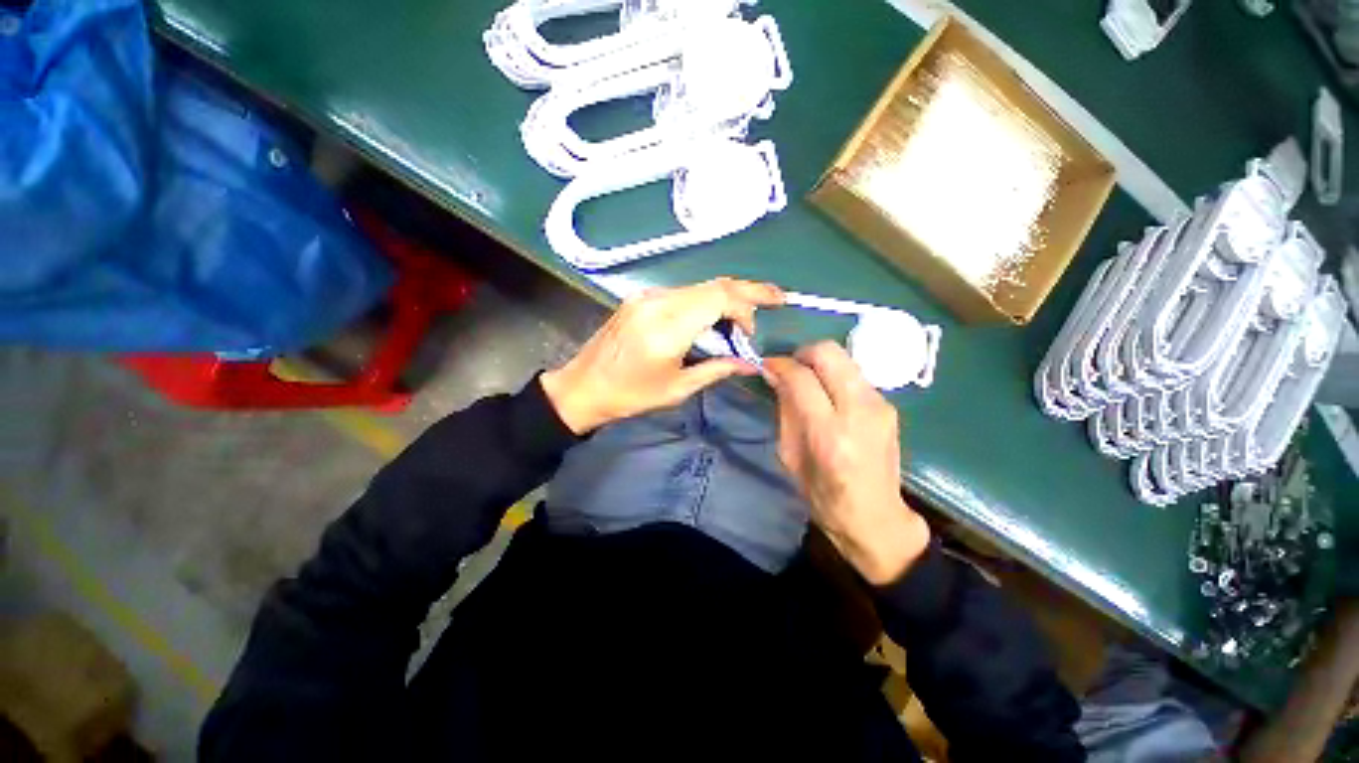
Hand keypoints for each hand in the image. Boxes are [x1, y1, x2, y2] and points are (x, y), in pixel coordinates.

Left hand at [542, 278, 784, 434]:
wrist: (583, 387)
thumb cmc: (630, 395)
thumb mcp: (678, 389)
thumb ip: (717, 370)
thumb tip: (750, 363)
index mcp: (667, 328)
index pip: (719, 297)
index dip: (747, 306)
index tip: (753, 331)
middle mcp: (658, 302)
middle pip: (714, 285)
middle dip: (746, 293)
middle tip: (772, 302)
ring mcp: (646, 296)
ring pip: (700, 286)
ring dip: (725, 299)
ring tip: (740, 322)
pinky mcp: (640, 298)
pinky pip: (683, 293)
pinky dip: (704, 302)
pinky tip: (711, 319)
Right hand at [764, 343, 929, 584]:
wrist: (875, 516)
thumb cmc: (823, 495)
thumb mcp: (790, 456)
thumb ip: (785, 410)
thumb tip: (775, 375)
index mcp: (829, 433)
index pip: (801, 378)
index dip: (780, 365)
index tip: (767, 365)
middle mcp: (859, 412)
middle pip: (829, 353)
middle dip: (802, 353)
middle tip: (789, 368)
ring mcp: (880, 406)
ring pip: (844, 359)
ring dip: (820, 364)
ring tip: (807, 382)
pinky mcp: (889, 406)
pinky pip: (855, 375)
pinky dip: (835, 376)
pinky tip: (828, 396)